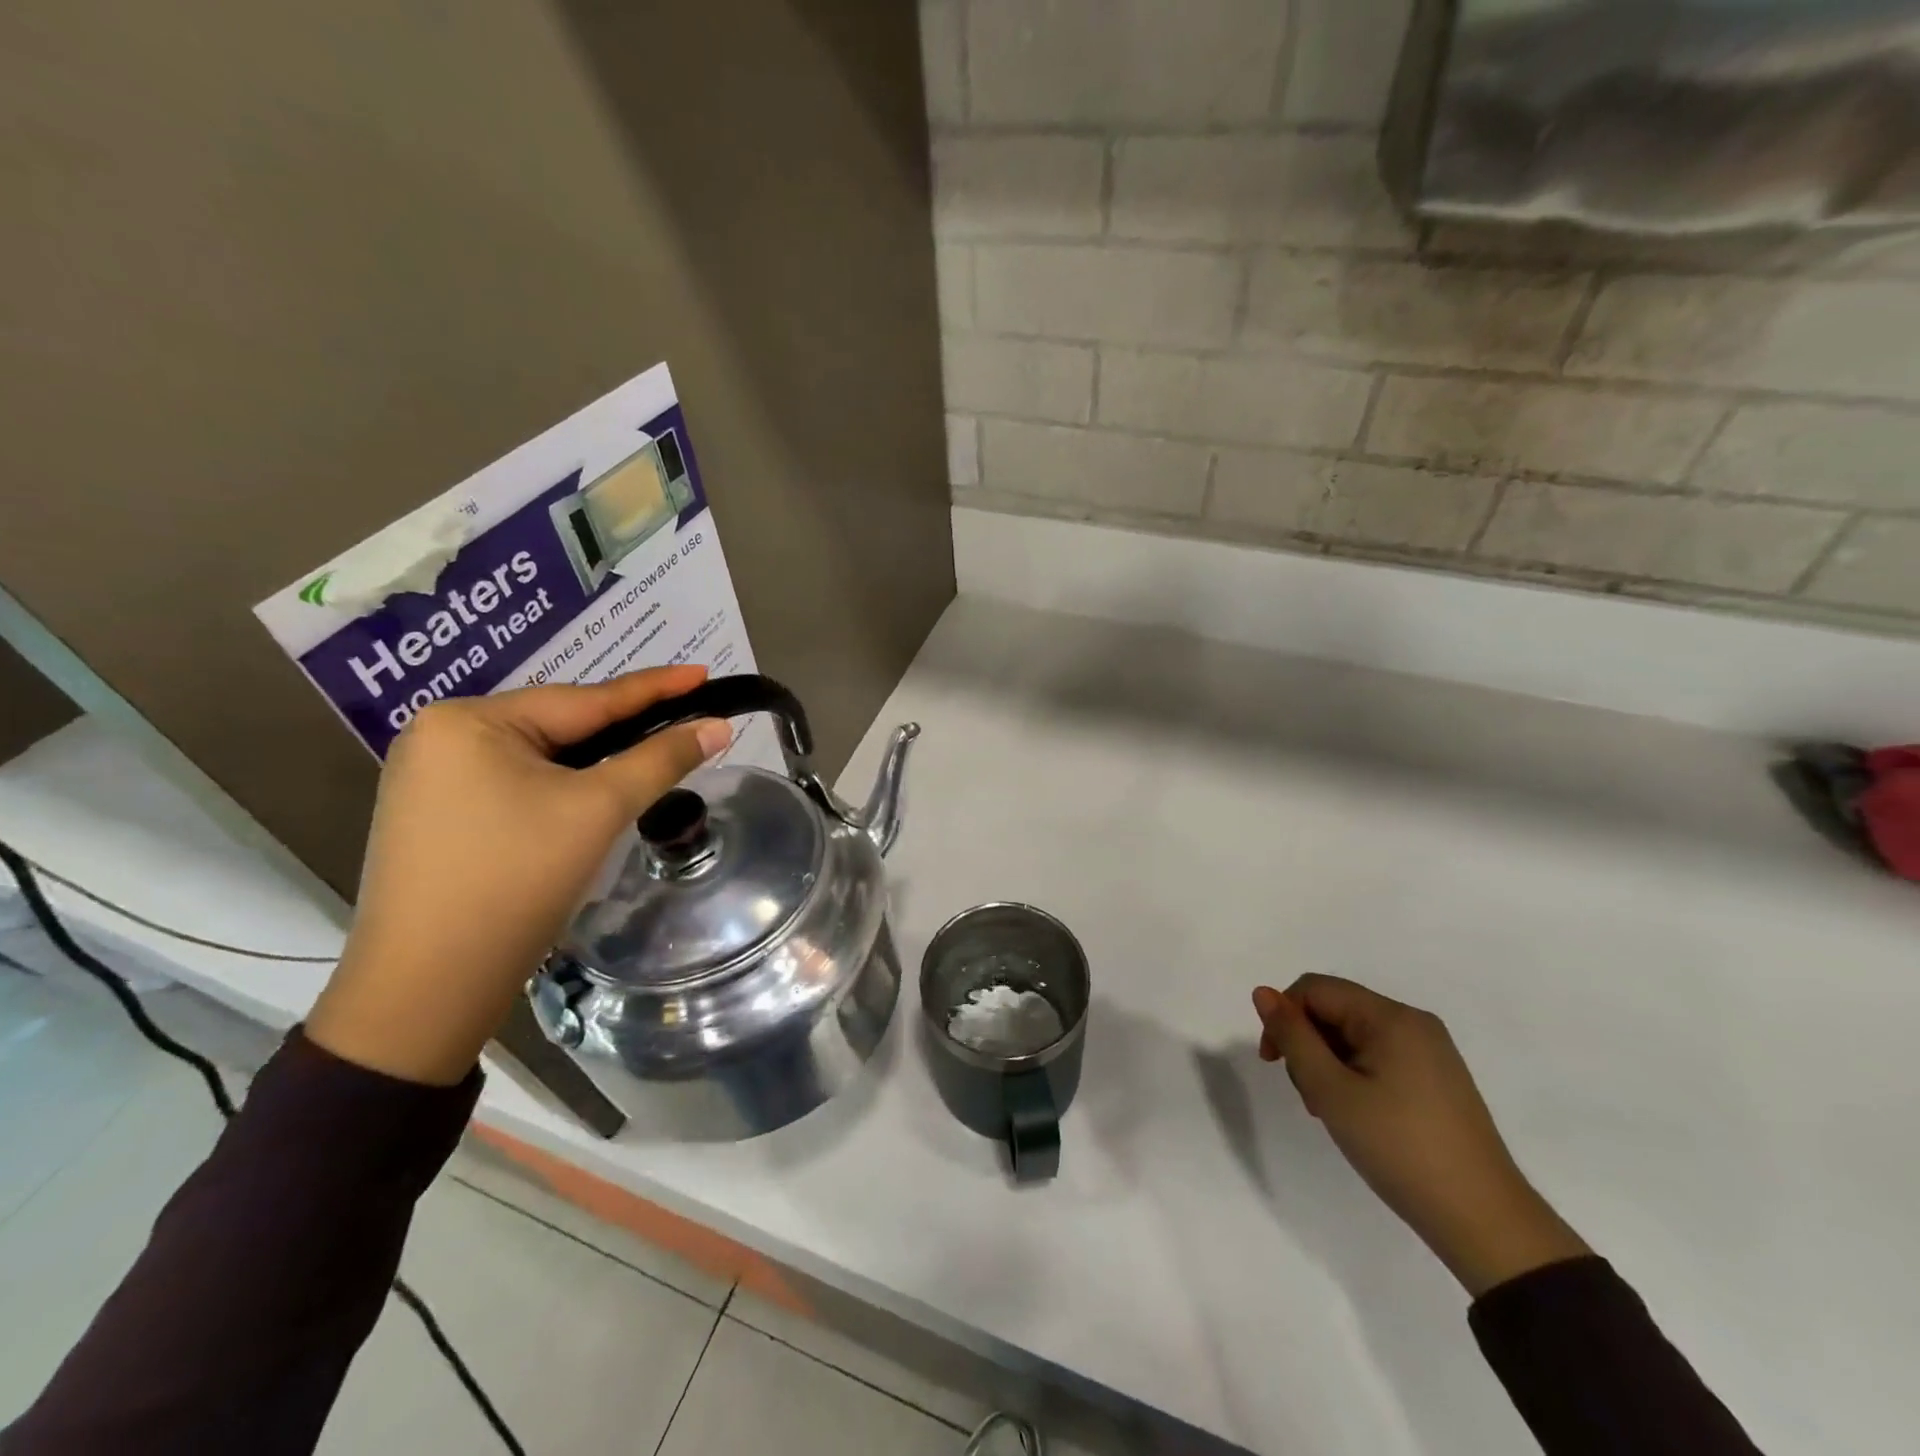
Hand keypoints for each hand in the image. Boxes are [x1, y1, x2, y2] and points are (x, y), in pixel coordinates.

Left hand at [306, 667, 730, 1085]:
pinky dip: (564, 785)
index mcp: (470, 721)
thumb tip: (718, 727)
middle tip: (686, 717)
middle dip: (624, 727)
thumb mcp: (598, 810)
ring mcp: (431, 779)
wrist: (428, 989)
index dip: (654, 688)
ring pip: (541, 757)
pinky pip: (517, 784)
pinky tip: (594, 792)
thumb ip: (661, 760)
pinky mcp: (437, 816)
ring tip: (652, 751)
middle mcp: (441, 736)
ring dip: (597, 759)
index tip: (703, 673)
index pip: (586, 699)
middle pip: (561, 726)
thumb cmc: (515, 882)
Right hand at [1252, 975, 1589, 1296]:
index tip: (1273, 1063)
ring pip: (1354, 1035)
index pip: (1315, 989)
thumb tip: (1263, 992)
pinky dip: (1354, 1075)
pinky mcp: (1438, 1079)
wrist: (1484, 1222)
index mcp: (1391, 1017)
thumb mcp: (1331, 1090)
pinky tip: (1357, 1114)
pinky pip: (1379, 1057)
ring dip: (1328, 1063)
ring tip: (1331, 1111)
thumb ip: (1293, 1036)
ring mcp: (1431, 1052)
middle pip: (1335, 1009)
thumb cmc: (1399, 1148)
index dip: (1284, 1017)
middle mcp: (1414, 1023)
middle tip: (1308, 1096)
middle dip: (1308, 1043)